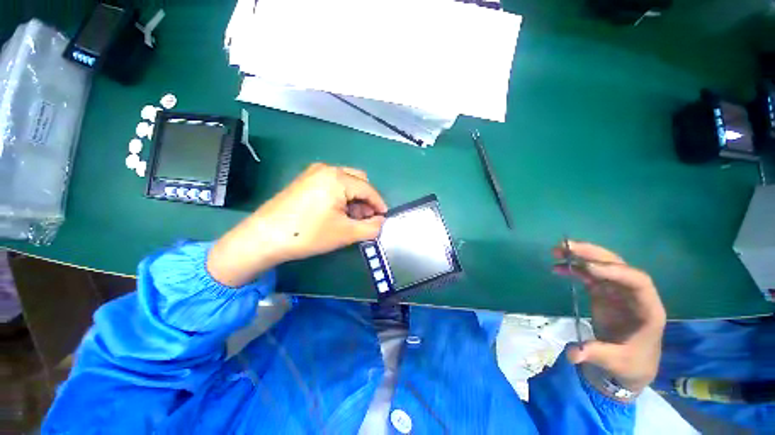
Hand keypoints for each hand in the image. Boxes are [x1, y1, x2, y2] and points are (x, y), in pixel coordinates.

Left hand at [208, 163, 387, 286]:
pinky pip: (332, 185)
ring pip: (346, 183)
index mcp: (338, 178)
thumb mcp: (345, 233)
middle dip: (366, 200)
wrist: (263, 238)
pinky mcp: (304, 181)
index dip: (379, 205)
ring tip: (351, 219)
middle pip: (358, 181)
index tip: (384, 218)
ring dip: (354, 199)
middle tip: (365, 219)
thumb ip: (371, 227)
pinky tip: (337, 213)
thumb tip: (381, 222)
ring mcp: (313, 173)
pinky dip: (341, 197)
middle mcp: (327, 169)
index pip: (369, 190)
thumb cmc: (308, 234)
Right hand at [553, 241, 666, 393]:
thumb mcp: (616, 361)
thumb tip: (571, 353)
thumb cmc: (630, 363)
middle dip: (593, 254)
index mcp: (647, 308)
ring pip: (602, 265)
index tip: (587, 268)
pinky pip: (589, 275)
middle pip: (618, 266)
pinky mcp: (603, 293)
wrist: (631, 363)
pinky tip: (557, 268)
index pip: (638, 281)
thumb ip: (595, 354)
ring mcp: (618, 291)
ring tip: (557, 251)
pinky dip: (574, 269)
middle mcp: (634, 294)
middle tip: (567, 247)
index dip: (615, 272)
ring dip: (581, 256)